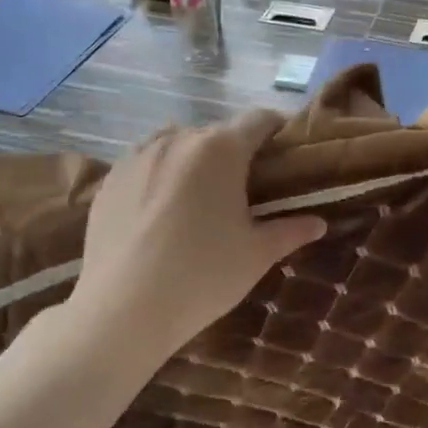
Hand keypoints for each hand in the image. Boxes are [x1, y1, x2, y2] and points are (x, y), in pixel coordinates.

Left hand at [68, 109, 324, 359]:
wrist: (123, 308)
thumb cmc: (203, 275)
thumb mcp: (256, 255)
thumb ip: (290, 231)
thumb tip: (319, 223)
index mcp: (220, 149)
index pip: (258, 120)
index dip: (277, 130)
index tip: (284, 152)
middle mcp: (178, 139)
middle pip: (216, 133)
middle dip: (235, 153)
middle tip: (244, 189)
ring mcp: (137, 155)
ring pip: (177, 144)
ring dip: (194, 160)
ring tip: (199, 198)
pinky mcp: (109, 178)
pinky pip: (144, 163)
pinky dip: (160, 175)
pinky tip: (161, 212)